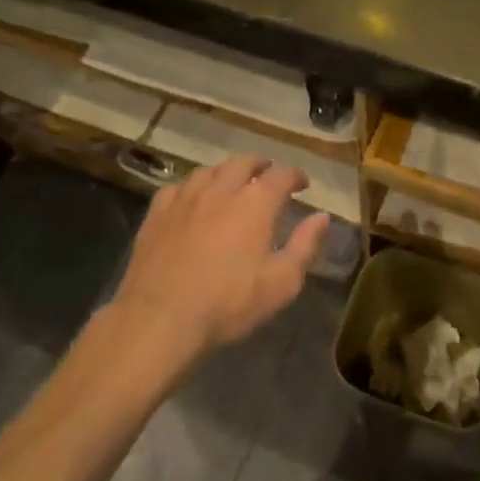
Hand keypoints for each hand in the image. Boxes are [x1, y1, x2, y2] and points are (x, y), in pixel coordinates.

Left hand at [112, 155, 329, 366]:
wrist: (161, 317)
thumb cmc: (229, 303)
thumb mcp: (281, 283)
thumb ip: (305, 245)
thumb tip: (322, 217)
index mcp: (255, 203)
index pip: (281, 175)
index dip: (295, 176)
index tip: (302, 185)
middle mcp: (221, 189)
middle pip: (243, 163)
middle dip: (260, 165)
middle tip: (267, 175)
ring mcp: (185, 198)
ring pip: (209, 170)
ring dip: (225, 172)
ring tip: (231, 183)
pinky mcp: (157, 213)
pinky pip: (177, 187)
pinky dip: (191, 187)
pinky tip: (191, 199)